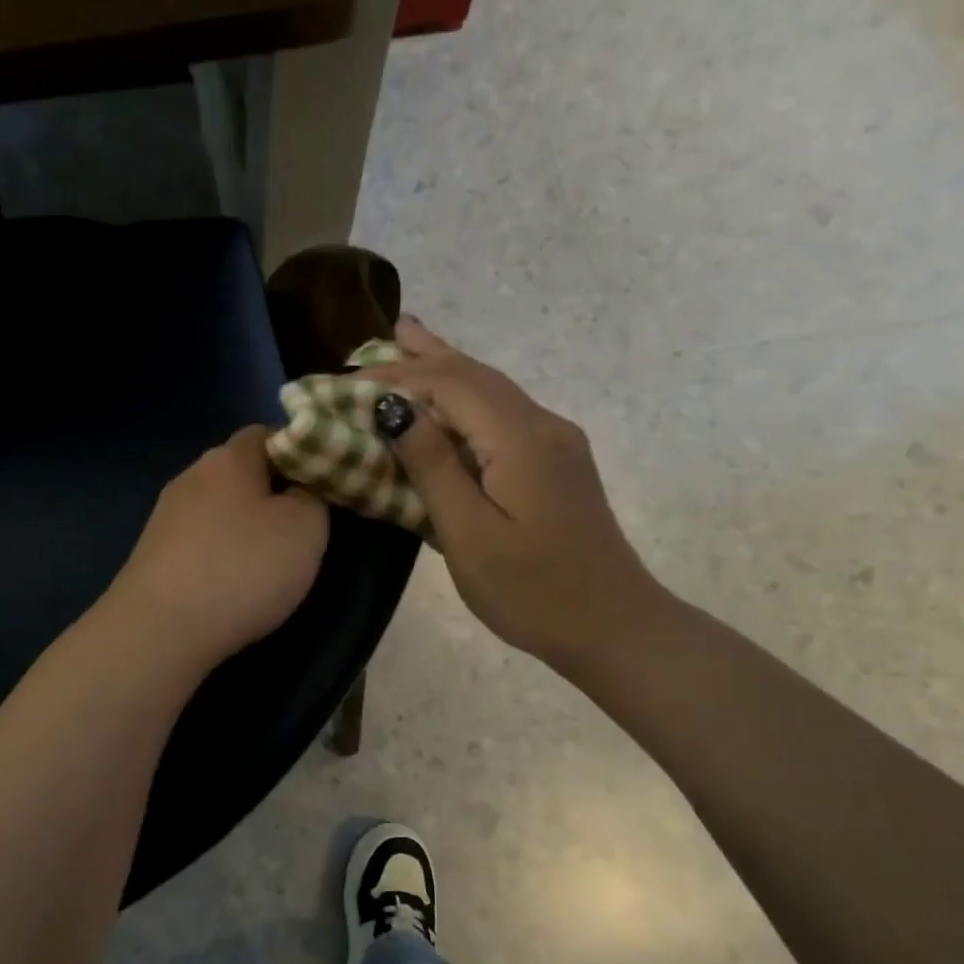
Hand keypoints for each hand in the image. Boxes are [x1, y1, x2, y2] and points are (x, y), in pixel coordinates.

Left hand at [109, 425, 329, 672]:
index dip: (298, 455)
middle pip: (240, 474)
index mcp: (229, 458)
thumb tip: (300, 490)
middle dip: (271, 497)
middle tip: (300, 531)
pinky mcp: (151, 554)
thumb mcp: (306, 528)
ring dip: (242, 530)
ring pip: (217, 511)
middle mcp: (191, 477)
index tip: (319, 488)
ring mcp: (165, 516)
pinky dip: (218, 557)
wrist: (161, 629)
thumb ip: (313, 497)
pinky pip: (198, 543)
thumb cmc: (243, 568)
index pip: (267, 434)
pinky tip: (229, 587)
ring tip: (266, 566)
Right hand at [359, 317, 665, 670]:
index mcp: (520, 440)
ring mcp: (554, 443)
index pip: (451, 385)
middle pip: (475, 375)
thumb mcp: (470, 536)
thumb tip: (395, 409)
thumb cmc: (533, 592)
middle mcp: (542, 426)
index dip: (398, 377)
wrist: (615, 626)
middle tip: (378, 337)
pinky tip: (448, 402)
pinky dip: (465, 398)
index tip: (348, 378)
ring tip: (409, 342)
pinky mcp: (555, 463)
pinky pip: (502, 414)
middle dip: (424, 356)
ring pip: (492, 390)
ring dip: (446, 369)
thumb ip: (433, 467)